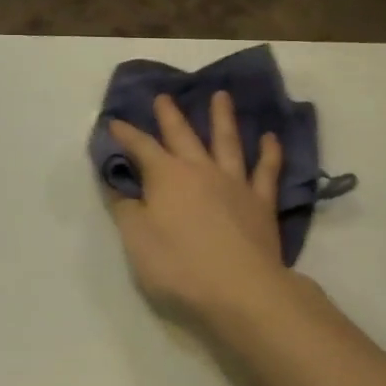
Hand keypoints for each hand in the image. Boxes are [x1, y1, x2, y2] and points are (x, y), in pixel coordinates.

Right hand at [108, 91, 292, 325]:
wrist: (240, 289)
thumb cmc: (179, 266)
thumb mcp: (137, 240)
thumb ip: (126, 209)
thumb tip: (117, 185)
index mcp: (167, 177)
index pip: (141, 148)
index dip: (126, 135)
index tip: (114, 122)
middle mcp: (200, 170)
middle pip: (183, 136)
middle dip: (170, 116)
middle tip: (164, 96)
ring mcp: (234, 183)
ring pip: (227, 142)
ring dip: (222, 117)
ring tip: (221, 95)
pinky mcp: (261, 202)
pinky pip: (266, 171)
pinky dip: (269, 152)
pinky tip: (271, 137)